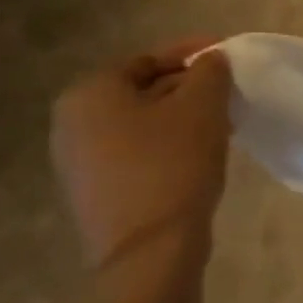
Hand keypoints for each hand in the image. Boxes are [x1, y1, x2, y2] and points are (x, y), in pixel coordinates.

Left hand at [51, 39, 233, 265]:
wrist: (150, 249)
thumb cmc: (173, 165)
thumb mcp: (202, 107)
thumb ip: (210, 72)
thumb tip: (212, 61)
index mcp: (90, 93)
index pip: (148, 58)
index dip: (193, 53)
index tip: (229, 55)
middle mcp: (71, 121)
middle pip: (142, 90)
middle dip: (188, 86)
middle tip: (230, 90)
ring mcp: (78, 160)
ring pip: (141, 121)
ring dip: (181, 116)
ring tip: (223, 120)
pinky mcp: (96, 189)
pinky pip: (136, 150)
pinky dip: (168, 142)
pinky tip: (200, 151)